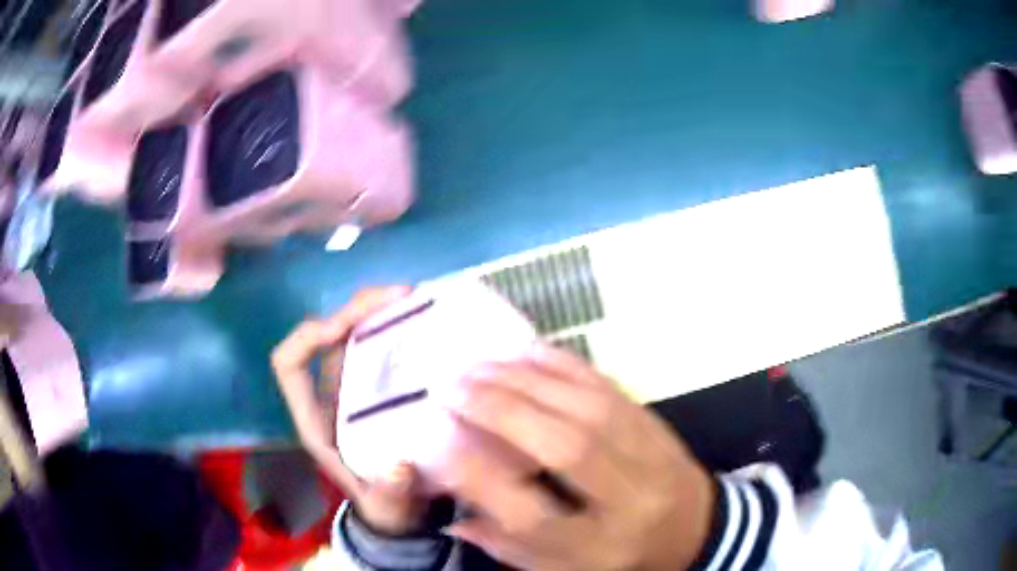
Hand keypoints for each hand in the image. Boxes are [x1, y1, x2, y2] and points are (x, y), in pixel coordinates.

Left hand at [271, 286, 428, 534]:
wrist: (400, 509)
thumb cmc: (384, 505)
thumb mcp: (387, 505)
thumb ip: (390, 494)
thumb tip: (399, 468)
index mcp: (316, 418)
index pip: (289, 363)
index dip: (307, 338)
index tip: (343, 329)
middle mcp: (329, 393)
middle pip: (327, 336)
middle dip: (355, 310)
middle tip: (400, 296)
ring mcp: (354, 386)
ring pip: (354, 334)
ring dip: (379, 312)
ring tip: (416, 299)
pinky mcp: (379, 385)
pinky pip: (381, 345)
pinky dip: (398, 328)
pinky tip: (427, 323)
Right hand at [444, 345, 714, 569]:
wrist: (694, 528)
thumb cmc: (620, 556)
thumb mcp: (563, 570)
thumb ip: (508, 546)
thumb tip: (453, 520)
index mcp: (599, 548)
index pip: (532, 517)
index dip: (478, 476)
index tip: (435, 439)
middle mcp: (629, 501)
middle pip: (565, 449)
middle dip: (500, 412)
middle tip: (450, 385)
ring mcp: (650, 455)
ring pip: (587, 409)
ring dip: (526, 381)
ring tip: (477, 366)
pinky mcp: (655, 423)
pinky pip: (607, 387)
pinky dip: (562, 365)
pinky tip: (526, 352)